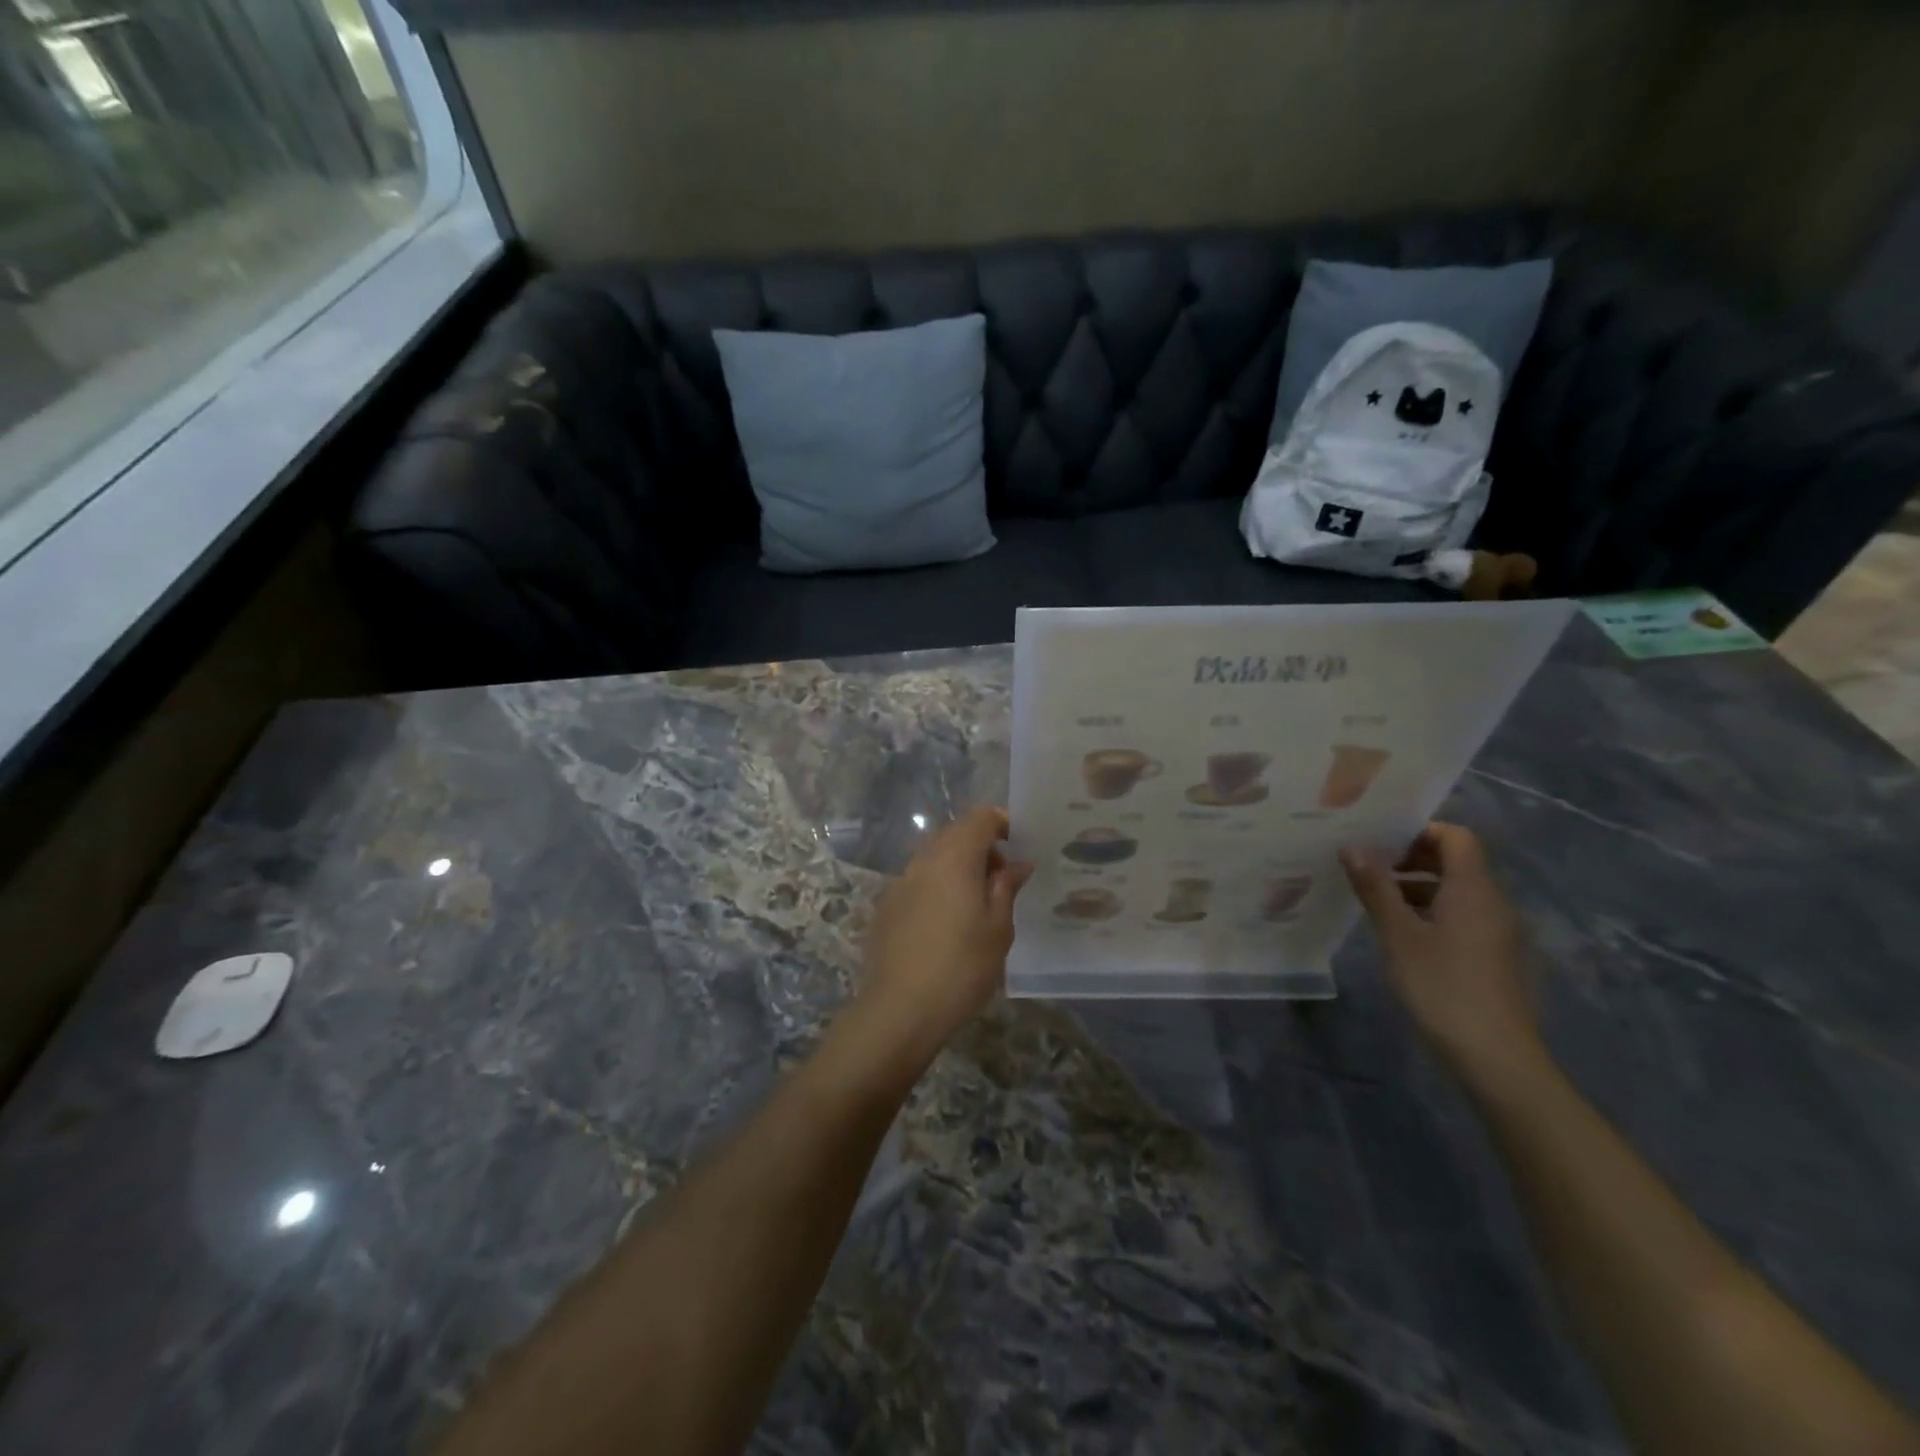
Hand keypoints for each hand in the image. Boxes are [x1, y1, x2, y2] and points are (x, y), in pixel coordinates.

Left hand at [854, 806, 1033, 1066]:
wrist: (899, 1010)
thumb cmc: (961, 968)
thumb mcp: (998, 929)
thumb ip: (1006, 888)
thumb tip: (1017, 864)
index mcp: (954, 858)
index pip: (979, 817)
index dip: (1002, 822)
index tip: (1019, 846)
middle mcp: (923, 860)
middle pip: (955, 833)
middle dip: (982, 846)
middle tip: (1003, 880)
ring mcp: (900, 882)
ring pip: (935, 856)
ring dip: (959, 866)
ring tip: (978, 903)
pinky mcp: (886, 906)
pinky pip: (918, 880)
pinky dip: (938, 885)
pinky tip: (948, 922)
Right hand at [1339, 823, 1541, 1081]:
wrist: (1496, 1057)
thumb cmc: (1442, 986)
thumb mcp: (1398, 934)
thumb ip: (1376, 888)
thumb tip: (1352, 847)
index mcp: (1474, 889)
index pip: (1456, 836)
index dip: (1419, 832)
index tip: (1380, 843)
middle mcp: (1494, 903)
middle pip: (1458, 862)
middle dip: (1413, 858)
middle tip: (1369, 869)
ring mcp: (1499, 932)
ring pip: (1458, 892)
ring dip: (1419, 887)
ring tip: (1377, 902)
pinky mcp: (1497, 958)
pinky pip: (1464, 917)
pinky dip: (1433, 913)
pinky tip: (1403, 936)